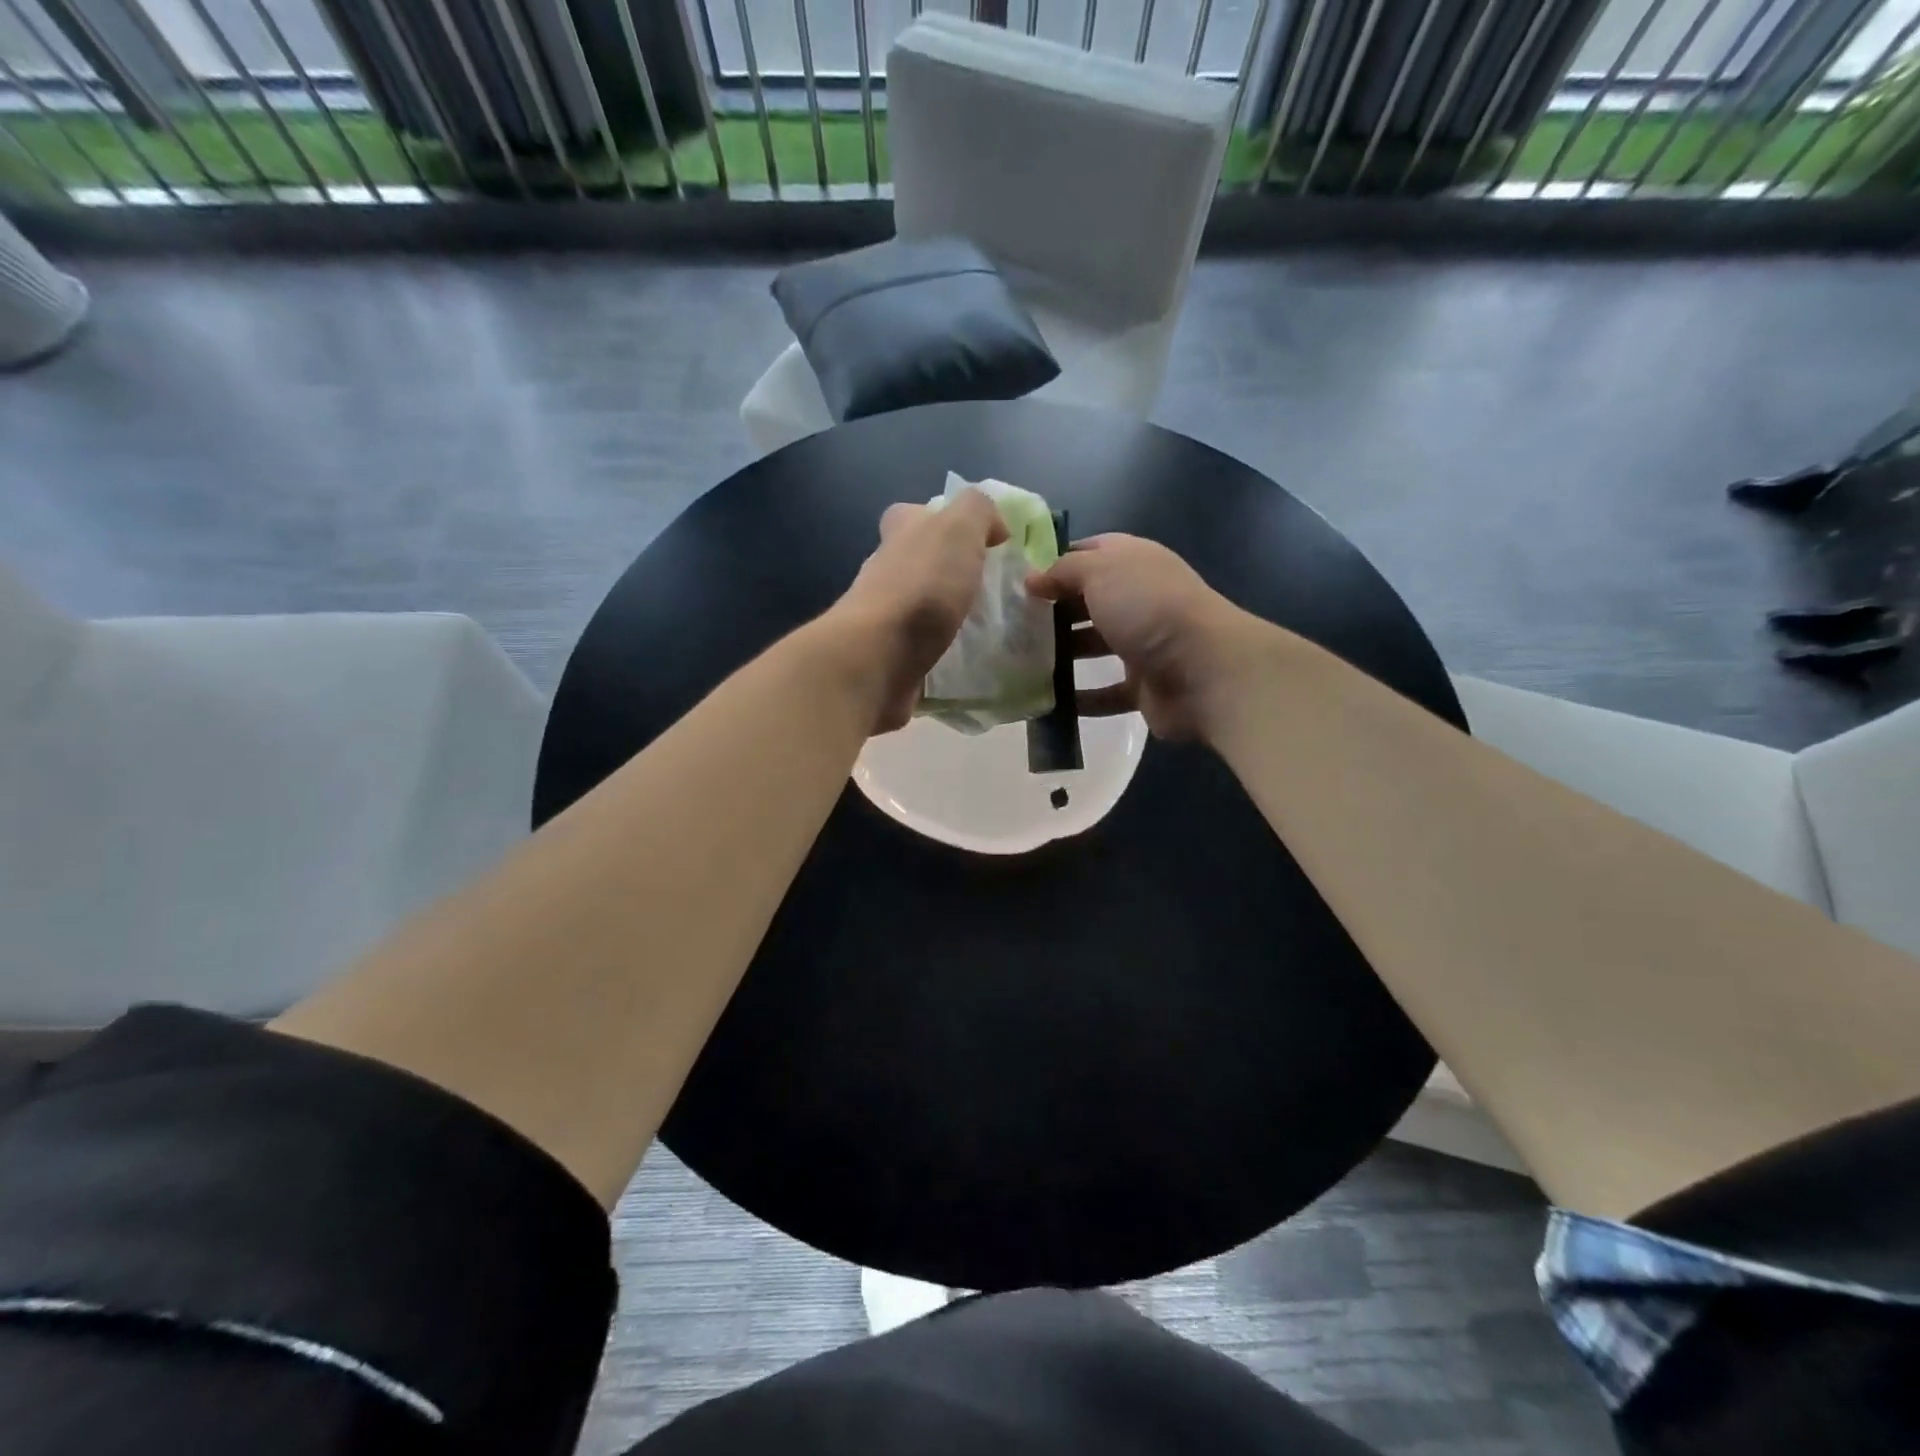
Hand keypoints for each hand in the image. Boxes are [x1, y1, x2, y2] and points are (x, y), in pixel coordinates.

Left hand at [827, 490, 1008, 733]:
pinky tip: (968, 656)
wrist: (880, 655)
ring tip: (988, 626)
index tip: (979, 543)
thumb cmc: (922, 585)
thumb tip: (994, 527)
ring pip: (920, 605)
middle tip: (991, 588)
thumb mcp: (959, 527)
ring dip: (948, 612)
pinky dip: (943, 648)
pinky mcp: (889, 654)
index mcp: (899, 532)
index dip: (943, 521)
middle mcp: (886, 569)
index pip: (913, 514)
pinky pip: (922, 645)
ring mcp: (884, 615)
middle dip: (951, 571)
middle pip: (918, 561)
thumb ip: (978, 510)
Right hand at [1028, 534, 1266, 741]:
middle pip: (1088, 603)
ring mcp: (1143, 645)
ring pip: (1094, 647)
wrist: (1204, 670)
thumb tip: (1031, 580)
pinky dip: (1080, 699)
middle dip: (1053, 612)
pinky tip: (1048, 703)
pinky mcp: (1144, 687)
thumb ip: (1063, 571)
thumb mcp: (1100, 571)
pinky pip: (1105, 694)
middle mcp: (1139, 600)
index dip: (1056, 563)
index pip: (1090, 553)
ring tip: (1020, 664)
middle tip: (1011, 625)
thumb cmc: (1148, 608)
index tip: (1020, 581)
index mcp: (1133, 563)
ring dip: (1062, 656)